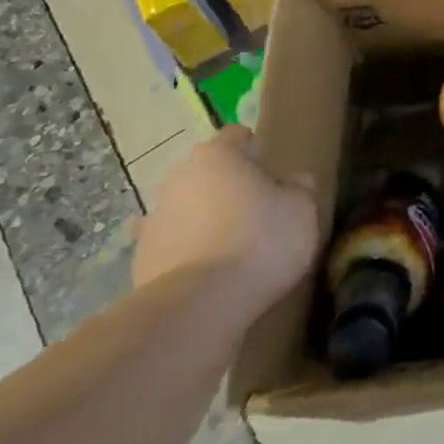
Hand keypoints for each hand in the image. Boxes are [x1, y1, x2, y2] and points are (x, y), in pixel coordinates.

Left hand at [133, 125, 319, 311]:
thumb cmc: (260, 241)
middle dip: (230, 187)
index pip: (237, 136)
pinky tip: (210, 276)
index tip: (273, 174)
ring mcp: (155, 220)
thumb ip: (300, 189)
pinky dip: (189, 254)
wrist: (198, 307)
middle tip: (258, 212)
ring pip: (189, 209)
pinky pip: (174, 247)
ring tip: (234, 249)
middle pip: (209, 173)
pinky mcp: (141, 261)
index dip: (257, 151)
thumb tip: (295, 181)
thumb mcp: (302, 210)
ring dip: (207, 221)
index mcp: (216, 155)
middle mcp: (179, 178)